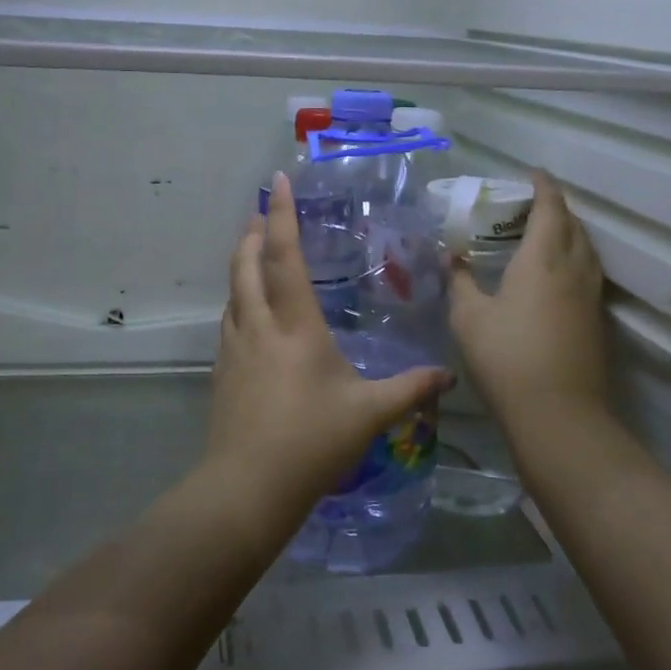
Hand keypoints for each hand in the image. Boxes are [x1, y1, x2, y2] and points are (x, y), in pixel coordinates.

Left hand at [206, 172, 452, 510]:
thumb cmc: (312, 442)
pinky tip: (247, 317)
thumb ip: (409, 389)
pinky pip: (229, 324)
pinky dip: (238, 304)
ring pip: (233, 294)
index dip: (283, 215)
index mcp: (295, 326)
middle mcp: (258, 327)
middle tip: (261, 213)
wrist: (247, 488)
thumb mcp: (369, 414)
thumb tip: (448, 376)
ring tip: (252, 254)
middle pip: (246, 267)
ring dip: (241, 267)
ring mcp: (234, 351)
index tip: (277, 181)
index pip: (285, 257)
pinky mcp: (223, 374)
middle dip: (253, 234)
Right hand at [448, 170, 608, 428]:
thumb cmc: (506, 357)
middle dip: (556, 207)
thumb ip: (460, 282)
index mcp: (542, 260)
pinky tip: (557, 274)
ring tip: (546, 233)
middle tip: (532, 203)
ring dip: (570, 232)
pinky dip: (574, 258)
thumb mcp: (468, 317)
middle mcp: (573, 270)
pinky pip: (588, 273)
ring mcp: (589, 297)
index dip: (543, 187)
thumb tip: (453, 258)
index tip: (534, 173)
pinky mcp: (595, 320)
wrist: (557, 413)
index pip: (550, 209)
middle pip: (573, 225)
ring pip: (586, 249)